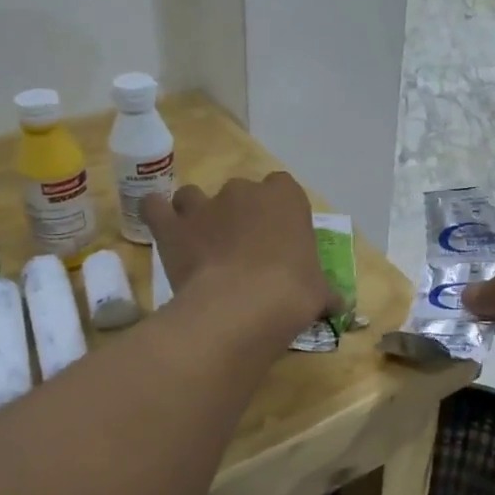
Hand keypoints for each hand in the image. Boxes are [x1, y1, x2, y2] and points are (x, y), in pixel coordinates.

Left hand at [142, 176, 334, 341]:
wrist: (245, 306)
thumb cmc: (293, 292)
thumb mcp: (320, 292)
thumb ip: (325, 291)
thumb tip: (339, 305)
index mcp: (286, 198)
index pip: (283, 189)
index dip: (277, 212)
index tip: (278, 238)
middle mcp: (245, 191)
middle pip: (240, 193)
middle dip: (239, 215)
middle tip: (241, 250)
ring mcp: (205, 205)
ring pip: (194, 196)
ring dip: (196, 214)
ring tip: (200, 244)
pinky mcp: (172, 226)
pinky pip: (155, 207)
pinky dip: (157, 216)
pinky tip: (163, 232)